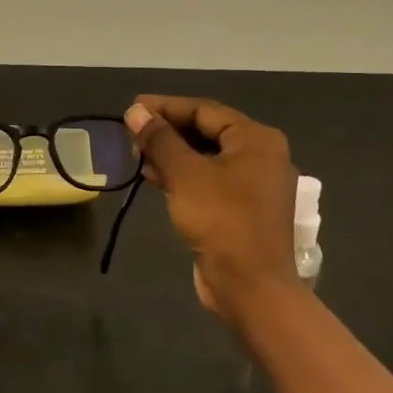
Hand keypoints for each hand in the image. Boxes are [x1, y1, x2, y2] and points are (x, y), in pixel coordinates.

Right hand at [124, 95, 300, 322]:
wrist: (250, 286)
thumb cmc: (221, 221)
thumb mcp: (185, 174)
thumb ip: (160, 139)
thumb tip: (136, 112)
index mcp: (256, 139)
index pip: (204, 110)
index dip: (165, 107)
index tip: (131, 107)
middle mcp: (260, 156)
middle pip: (207, 132)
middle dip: (167, 132)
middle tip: (131, 134)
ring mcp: (254, 184)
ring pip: (205, 157)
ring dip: (171, 154)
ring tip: (137, 156)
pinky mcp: (242, 208)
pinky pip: (208, 180)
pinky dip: (182, 176)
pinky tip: (154, 179)